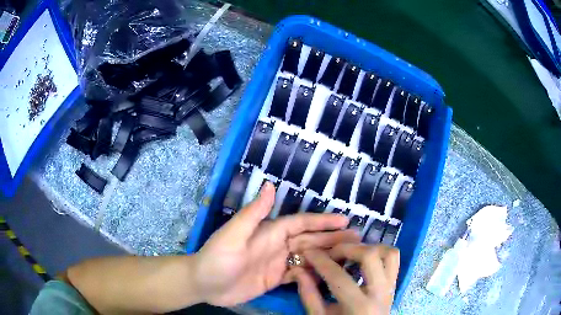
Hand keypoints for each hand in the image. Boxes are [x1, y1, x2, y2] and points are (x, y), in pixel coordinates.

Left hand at [193, 182, 359, 306]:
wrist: (204, 284)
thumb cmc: (217, 258)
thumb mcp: (233, 234)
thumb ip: (254, 213)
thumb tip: (271, 184)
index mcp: (269, 232)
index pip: (301, 224)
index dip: (322, 221)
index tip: (345, 220)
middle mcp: (277, 245)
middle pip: (310, 240)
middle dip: (332, 238)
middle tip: (356, 239)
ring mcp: (278, 263)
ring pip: (308, 257)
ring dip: (328, 255)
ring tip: (349, 256)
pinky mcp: (276, 280)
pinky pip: (300, 275)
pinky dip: (314, 274)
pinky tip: (329, 275)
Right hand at [294, 244, 399, 314]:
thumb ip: (309, 295)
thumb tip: (298, 270)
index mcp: (359, 306)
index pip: (338, 277)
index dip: (320, 261)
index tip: (308, 252)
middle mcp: (380, 293)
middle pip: (370, 256)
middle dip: (346, 249)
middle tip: (330, 253)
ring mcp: (391, 288)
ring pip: (389, 253)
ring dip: (369, 248)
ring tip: (351, 254)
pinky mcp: (394, 285)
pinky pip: (394, 261)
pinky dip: (380, 253)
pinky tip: (363, 259)